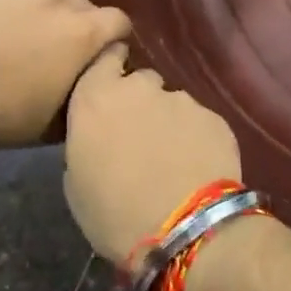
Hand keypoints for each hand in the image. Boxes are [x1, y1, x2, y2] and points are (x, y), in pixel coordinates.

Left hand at [0, 0, 129, 146]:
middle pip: (86, 2)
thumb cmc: (5, 113)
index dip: (112, 38)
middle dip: (80, 21)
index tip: (98, 53)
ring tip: (35, 15)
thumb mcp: (59, 118)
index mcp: (86, 32)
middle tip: (58, 43)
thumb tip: (98, 73)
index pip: (119, 22)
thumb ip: (87, 87)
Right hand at [63, 45, 242, 261]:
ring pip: (172, 103)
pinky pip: (199, 122)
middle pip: (140, 81)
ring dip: (168, 122)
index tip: (112, 85)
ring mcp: (181, 99)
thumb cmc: (113, 214)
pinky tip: (196, 167)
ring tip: (172, 158)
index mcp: (95, 98)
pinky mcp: (214, 117)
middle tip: (139, 136)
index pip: (104, 59)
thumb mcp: (76, 182)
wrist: (184, 231)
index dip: (110, 69)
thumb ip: (87, 141)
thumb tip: (102, 137)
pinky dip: (196, 138)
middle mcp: (139, 87)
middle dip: (139, 101)